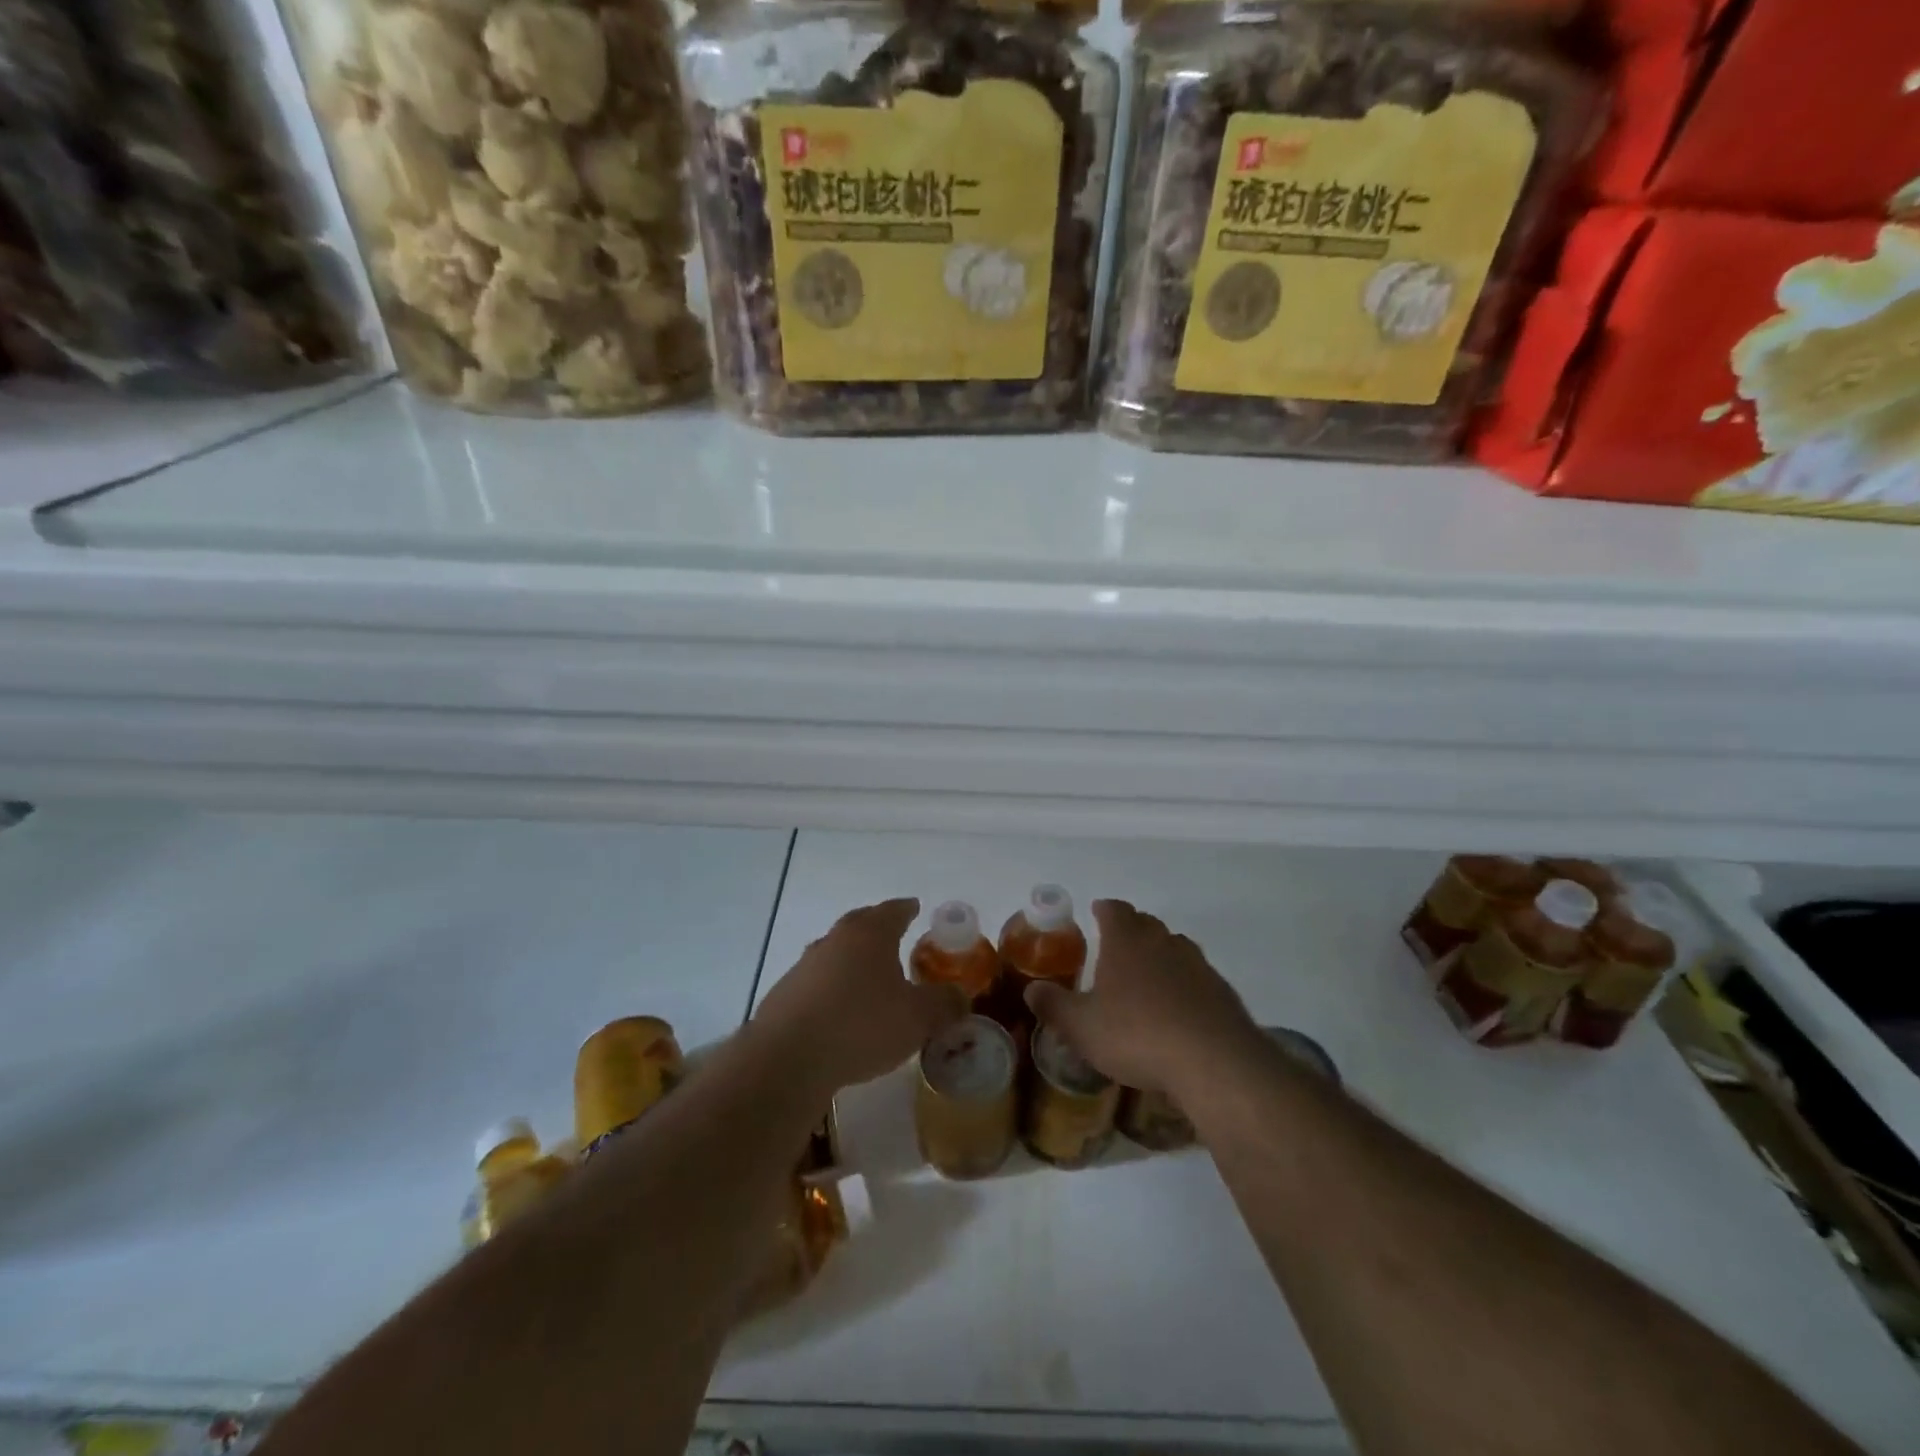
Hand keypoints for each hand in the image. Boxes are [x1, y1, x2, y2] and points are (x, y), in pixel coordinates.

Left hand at [754, 898, 965, 1092]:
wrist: (788, 1058)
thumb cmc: (862, 1025)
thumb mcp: (919, 1018)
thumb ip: (945, 1003)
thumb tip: (960, 996)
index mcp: (869, 934)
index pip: (893, 910)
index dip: (907, 910)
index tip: (914, 907)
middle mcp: (834, 940)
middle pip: (860, 925)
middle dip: (879, 931)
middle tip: (895, 940)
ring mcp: (805, 967)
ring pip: (836, 954)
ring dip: (853, 963)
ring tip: (869, 981)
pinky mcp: (784, 996)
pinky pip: (817, 984)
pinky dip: (832, 991)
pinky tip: (840, 1014)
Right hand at [1026, 899, 1262, 1095]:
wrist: (1214, 1062)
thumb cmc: (1137, 1035)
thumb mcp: (1082, 1027)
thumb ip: (1054, 1006)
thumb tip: (1031, 990)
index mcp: (1126, 941)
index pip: (1114, 910)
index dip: (1104, 910)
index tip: (1096, 912)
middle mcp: (1163, 942)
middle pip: (1146, 923)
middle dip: (1130, 929)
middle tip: (1116, 948)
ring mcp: (1197, 964)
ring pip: (1174, 947)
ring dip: (1159, 955)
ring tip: (1146, 978)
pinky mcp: (1221, 990)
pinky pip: (1196, 976)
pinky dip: (1184, 983)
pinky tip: (1178, 1009)